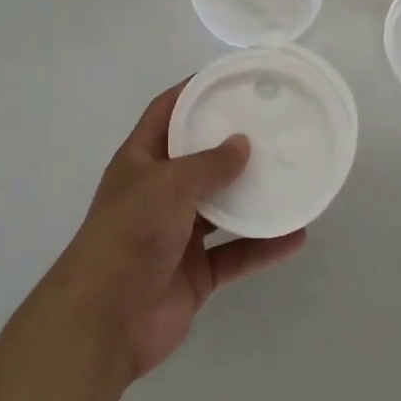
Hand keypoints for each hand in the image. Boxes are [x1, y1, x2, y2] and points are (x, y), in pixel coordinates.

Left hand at [46, 80, 307, 383]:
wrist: (105, 321)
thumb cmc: (130, 234)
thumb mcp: (169, 185)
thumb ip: (209, 164)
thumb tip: (242, 142)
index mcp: (141, 161)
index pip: (166, 112)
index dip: (192, 92)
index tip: (229, 78)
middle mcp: (158, 192)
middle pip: (198, 158)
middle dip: (230, 144)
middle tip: (271, 125)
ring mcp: (177, 234)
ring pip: (221, 207)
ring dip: (252, 195)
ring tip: (290, 175)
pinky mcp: (195, 272)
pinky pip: (235, 252)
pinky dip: (262, 245)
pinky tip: (295, 234)